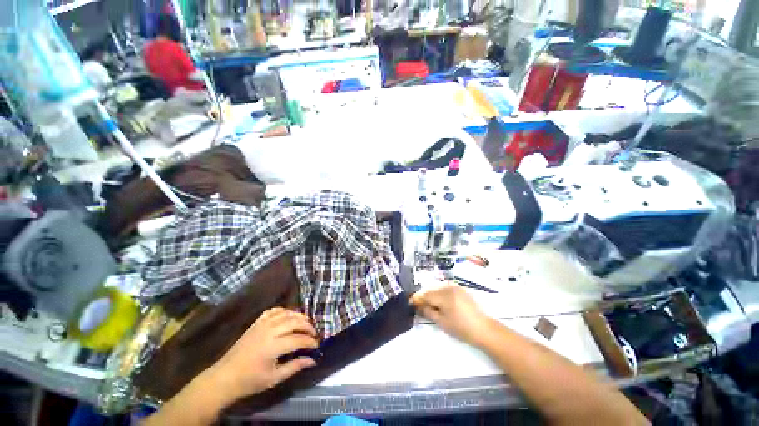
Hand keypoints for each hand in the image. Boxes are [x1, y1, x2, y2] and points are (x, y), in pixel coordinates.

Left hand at [206, 307, 318, 403]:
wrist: (225, 377)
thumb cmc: (250, 381)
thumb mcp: (274, 378)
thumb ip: (294, 367)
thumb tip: (313, 360)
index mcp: (273, 347)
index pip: (298, 339)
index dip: (310, 342)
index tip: (317, 346)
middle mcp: (269, 331)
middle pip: (295, 322)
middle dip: (307, 327)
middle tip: (314, 333)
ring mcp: (262, 325)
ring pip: (286, 314)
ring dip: (299, 316)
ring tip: (306, 322)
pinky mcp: (256, 323)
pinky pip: (273, 311)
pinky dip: (284, 311)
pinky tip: (289, 315)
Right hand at [411, 285, 492, 346]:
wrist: (484, 329)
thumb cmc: (462, 328)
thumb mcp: (442, 322)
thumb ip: (428, 312)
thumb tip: (419, 306)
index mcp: (444, 295)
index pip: (426, 294)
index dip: (417, 298)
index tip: (411, 302)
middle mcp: (449, 287)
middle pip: (431, 290)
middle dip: (424, 297)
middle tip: (419, 306)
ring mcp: (456, 287)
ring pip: (438, 288)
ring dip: (432, 295)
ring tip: (429, 305)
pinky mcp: (461, 289)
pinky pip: (445, 288)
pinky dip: (440, 293)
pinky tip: (440, 302)